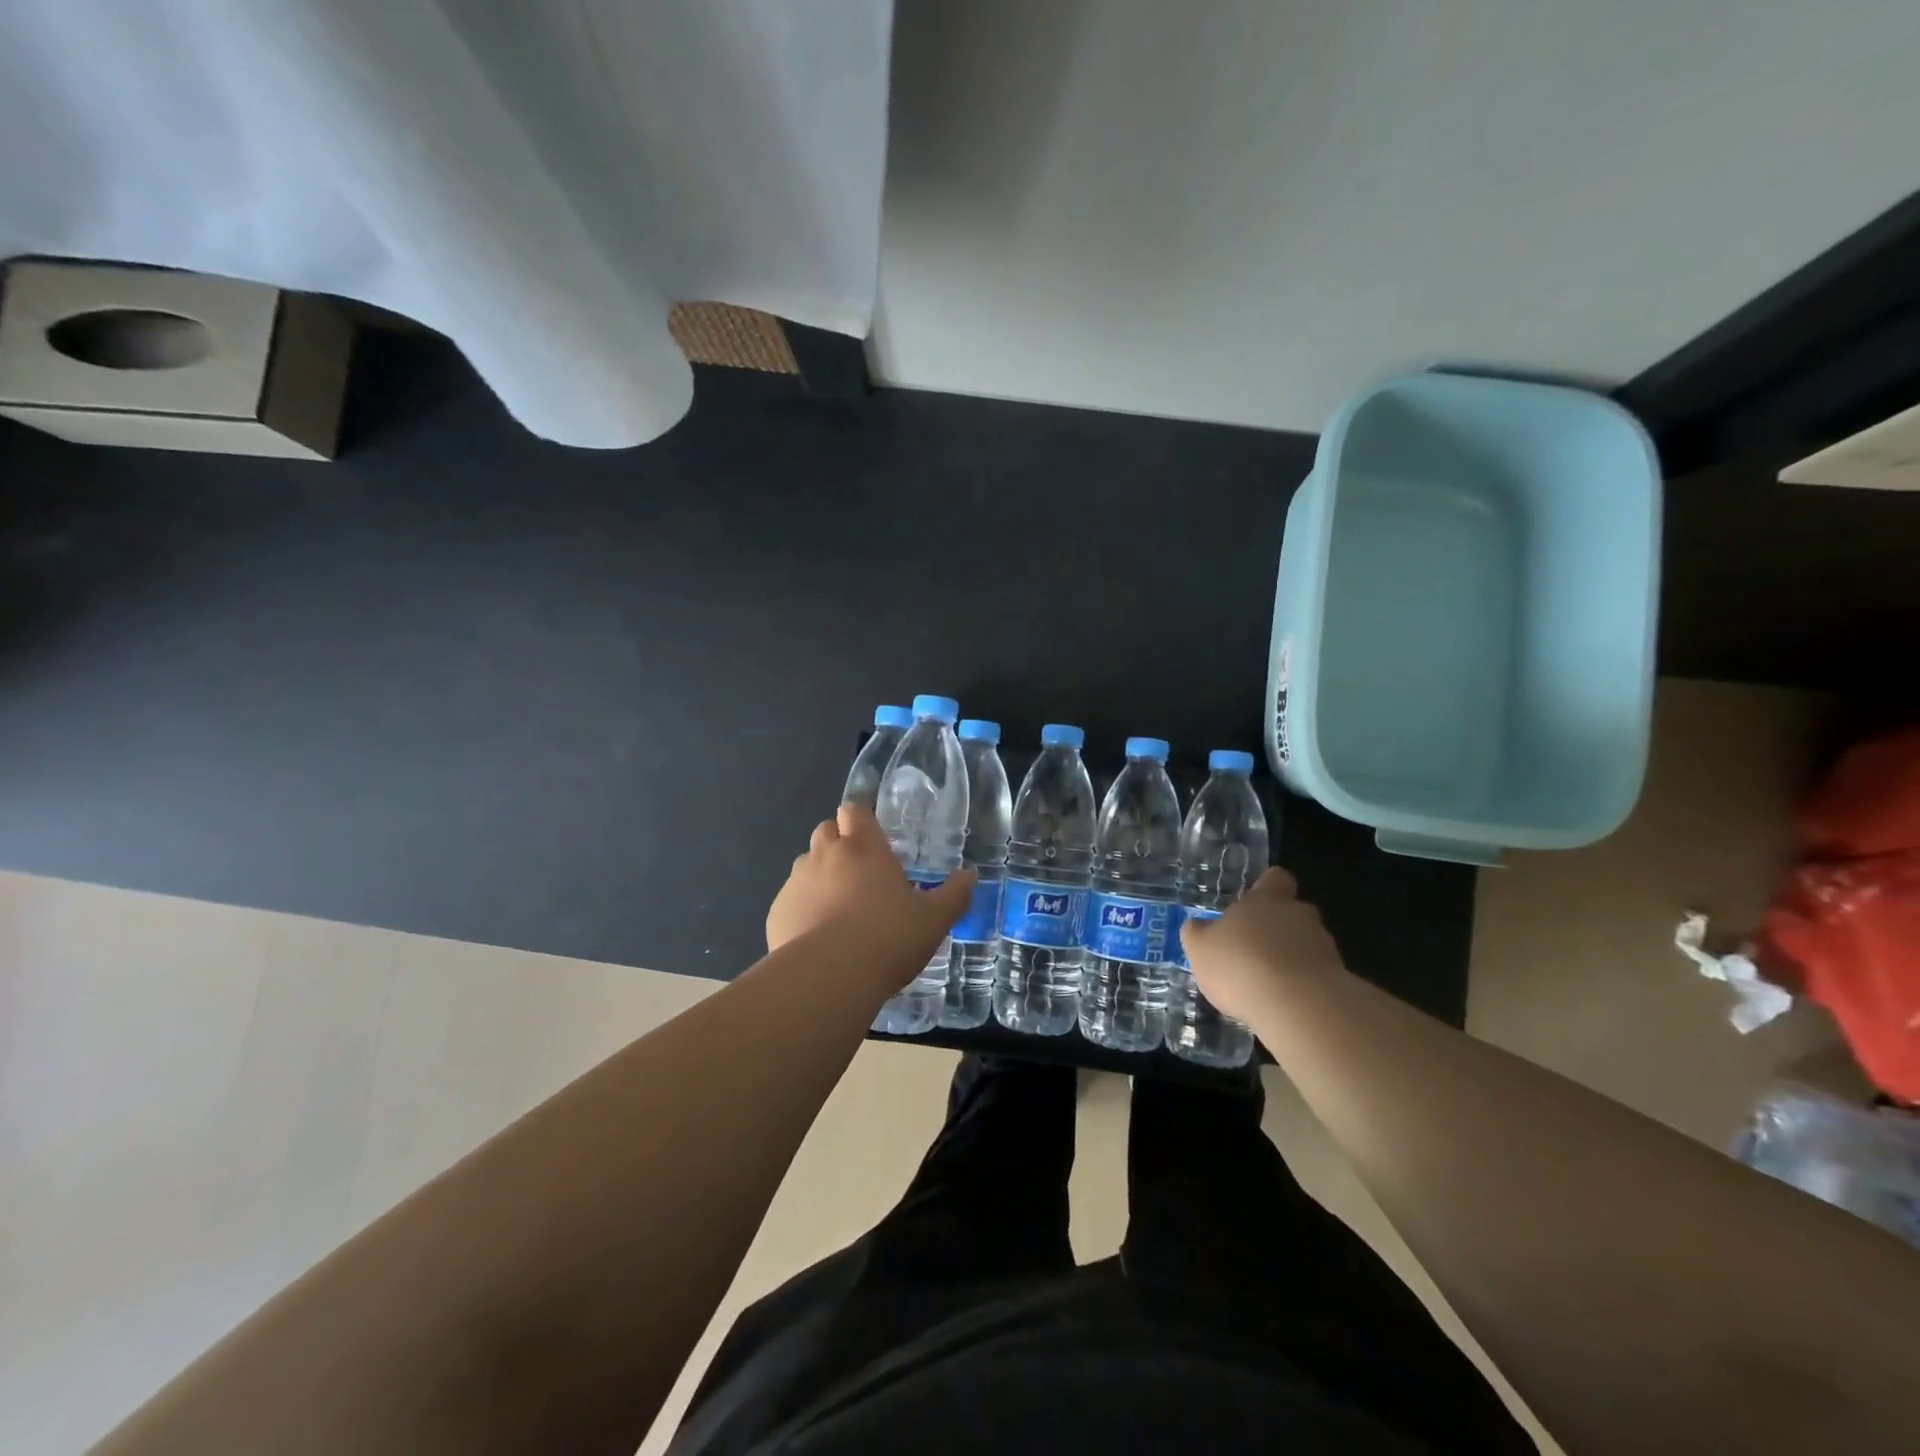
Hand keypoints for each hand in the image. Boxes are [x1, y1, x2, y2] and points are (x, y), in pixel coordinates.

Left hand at [766, 805, 976, 975]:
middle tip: (860, 872)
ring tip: (838, 908)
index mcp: (864, 847)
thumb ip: (954, 894)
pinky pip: (790, 899)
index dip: (861, 819)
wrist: (830, 978)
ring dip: (820, 875)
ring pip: (806, 864)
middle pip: (826, 830)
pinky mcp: (777, 911)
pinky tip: (817, 936)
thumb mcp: (934, 919)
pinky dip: (802, 908)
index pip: (855, 810)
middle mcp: (826, 855)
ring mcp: (797, 882)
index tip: (872, 836)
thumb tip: (969, 875)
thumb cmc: (889, 938)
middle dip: (840, 842)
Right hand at [1181, 867, 1346, 1021]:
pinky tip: (1285, 1002)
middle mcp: (1297, 914)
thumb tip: (1196, 926)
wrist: (1297, 1005)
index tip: (1254, 902)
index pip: (1275, 878)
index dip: (1266, 887)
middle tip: (1256, 947)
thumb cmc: (1240, 965)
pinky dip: (1303, 983)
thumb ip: (1197, 934)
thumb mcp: (1200, 949)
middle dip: (1279, 926)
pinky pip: (1317, 973)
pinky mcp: (1337, 977)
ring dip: (1292, 956)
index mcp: (1264, 900)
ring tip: (1270, 982)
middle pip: (1293, 911)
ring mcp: (1322, 945)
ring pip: (1307, 942)